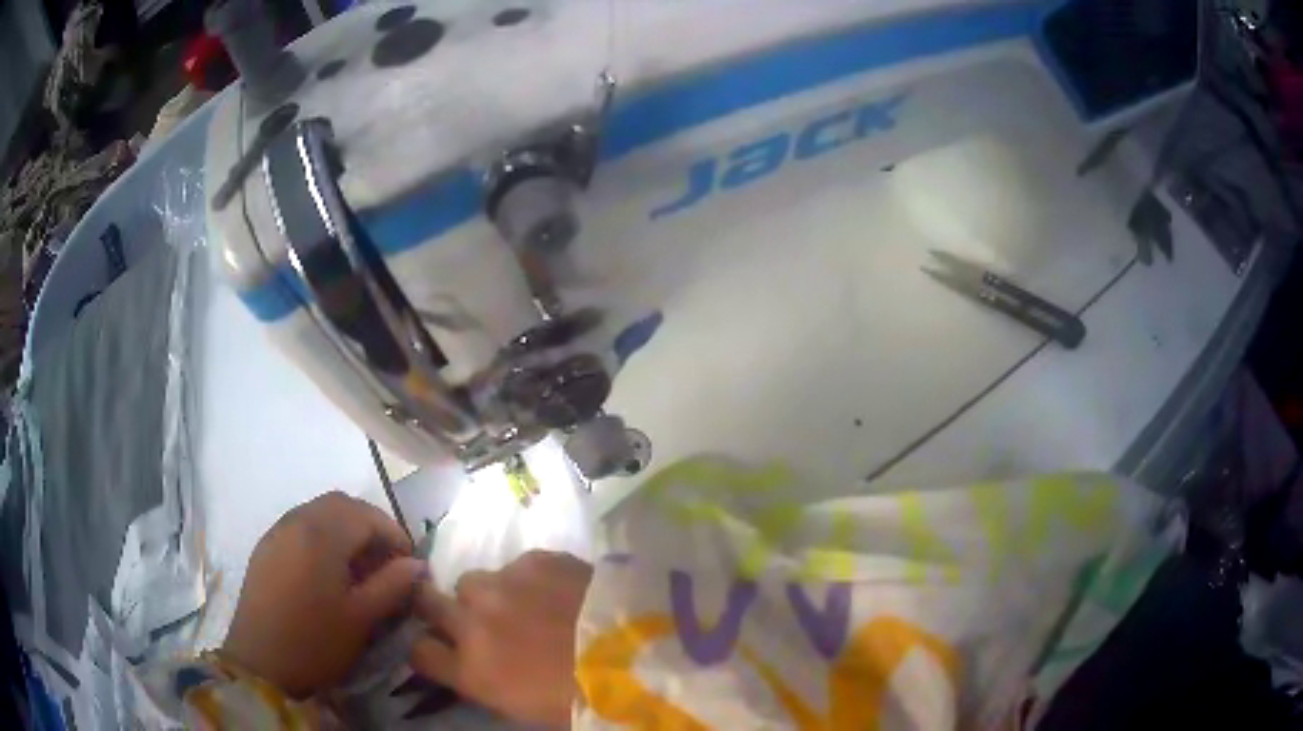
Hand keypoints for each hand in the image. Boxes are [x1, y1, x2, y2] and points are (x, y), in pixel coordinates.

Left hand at [221, 492, 424, 697]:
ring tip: (359, 567)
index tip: (409, 563)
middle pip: (341, 505)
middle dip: (369, 526)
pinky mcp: (266, 546)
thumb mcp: (361, 618)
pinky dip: (323, 536)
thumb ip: (392, 585)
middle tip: (386, 561)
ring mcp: (278, 531)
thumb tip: (417, 565)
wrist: (261, 661)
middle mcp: (298, 520)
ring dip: (345, 530)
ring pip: (319, 513)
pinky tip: (328, 571)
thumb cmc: (316, 641)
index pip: (367, 515)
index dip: (394, 534)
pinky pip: (301, 526)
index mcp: (322, 534)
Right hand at [409, 550, 593, 726]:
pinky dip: (529, 578)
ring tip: (520, 604)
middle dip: (439, 608)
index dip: (429, 650)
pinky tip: (556, 590)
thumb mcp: (524, 707)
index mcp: (471, 670)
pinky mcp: (537, 561)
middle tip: (467, 617)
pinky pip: (518, 566)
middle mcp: (473, 622)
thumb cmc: (582, 702)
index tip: (442, 649)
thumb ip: (488, 682)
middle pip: (427, 601)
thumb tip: (480, 668)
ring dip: (487, 594)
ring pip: (472, 580)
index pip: (419, 652)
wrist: (640, 661)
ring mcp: (503, 586)